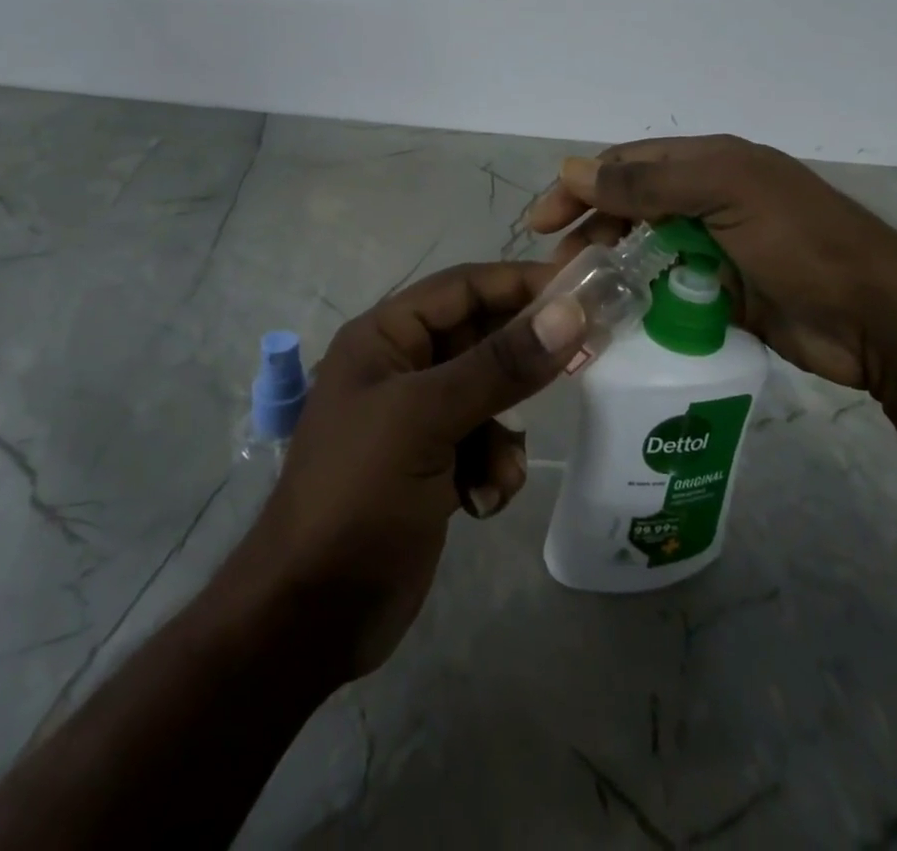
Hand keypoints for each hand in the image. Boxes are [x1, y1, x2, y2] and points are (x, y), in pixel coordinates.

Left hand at [234, 262, 585, 678]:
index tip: (582, 290)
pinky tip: (480, 502)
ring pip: (490, 396)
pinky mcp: (432, 464)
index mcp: (384, 337)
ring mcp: (416, 419)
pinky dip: (493, 467)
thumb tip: (570, 312)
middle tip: (583, 362)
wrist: (313, 613)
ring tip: (496, 470)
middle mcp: (401, 367)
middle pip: (481, 340)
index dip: (519, 283)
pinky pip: (484, 443)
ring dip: (504, 432)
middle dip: (523, 362)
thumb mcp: (427, 418)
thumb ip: (500, 364)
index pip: (462, 287)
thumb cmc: (358, 494)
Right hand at [527, 135, 896, 394]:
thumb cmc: (800, 242)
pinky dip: (641, 301)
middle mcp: (709, 199)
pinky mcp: (723, 293)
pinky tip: (617, 319)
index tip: (541, 222)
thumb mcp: (724, 194)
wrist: (878, 320)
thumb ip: (647, 185)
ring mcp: (716, 248)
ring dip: (613, 267)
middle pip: (631, 208)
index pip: (628, 165)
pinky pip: (668, 291)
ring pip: (646, 251)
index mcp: (710, 164)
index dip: (581, 186)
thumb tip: (572, 169)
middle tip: (560, 266)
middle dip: (591, 229)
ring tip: (584, 297)